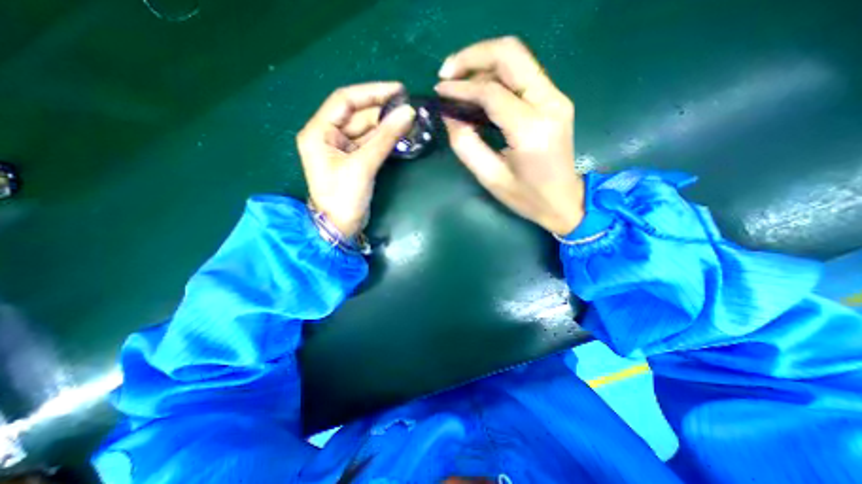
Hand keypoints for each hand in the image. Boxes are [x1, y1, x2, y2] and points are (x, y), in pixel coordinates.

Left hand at [298, 84, 415, 237]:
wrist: (340, 227)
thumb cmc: (344, 197)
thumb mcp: (363, 165)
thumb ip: (385, 138)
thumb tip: (408, 113)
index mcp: (319, 131)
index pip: (345, 100)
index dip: (372, 92)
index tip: (399, 89)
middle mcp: (328, 135)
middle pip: (357, 115)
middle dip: (382, 111)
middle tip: (409, 108)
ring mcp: (341, 149)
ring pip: (366, 129)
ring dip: (386, 125)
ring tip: (409, 121)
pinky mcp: (353, 160)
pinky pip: (370, 143)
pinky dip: (384, 139)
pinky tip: (400, 135)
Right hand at [439, 37, 585, 235]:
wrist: (564, 201)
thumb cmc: (526, 197)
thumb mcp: (489, 177)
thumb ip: (465, 144)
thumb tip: (449, 114)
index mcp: (531, 130)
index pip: (491, 92)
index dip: (461, 89)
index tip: (439, 93)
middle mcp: (549, 104)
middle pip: (510, 54)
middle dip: (472, 56)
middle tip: (446, 73)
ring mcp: (556, 98)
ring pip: (517, 58)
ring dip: (483, 62)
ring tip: (458, 82)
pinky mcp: (555, 99)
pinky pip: (522, 73)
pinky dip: (496, 74)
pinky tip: (479, 90)